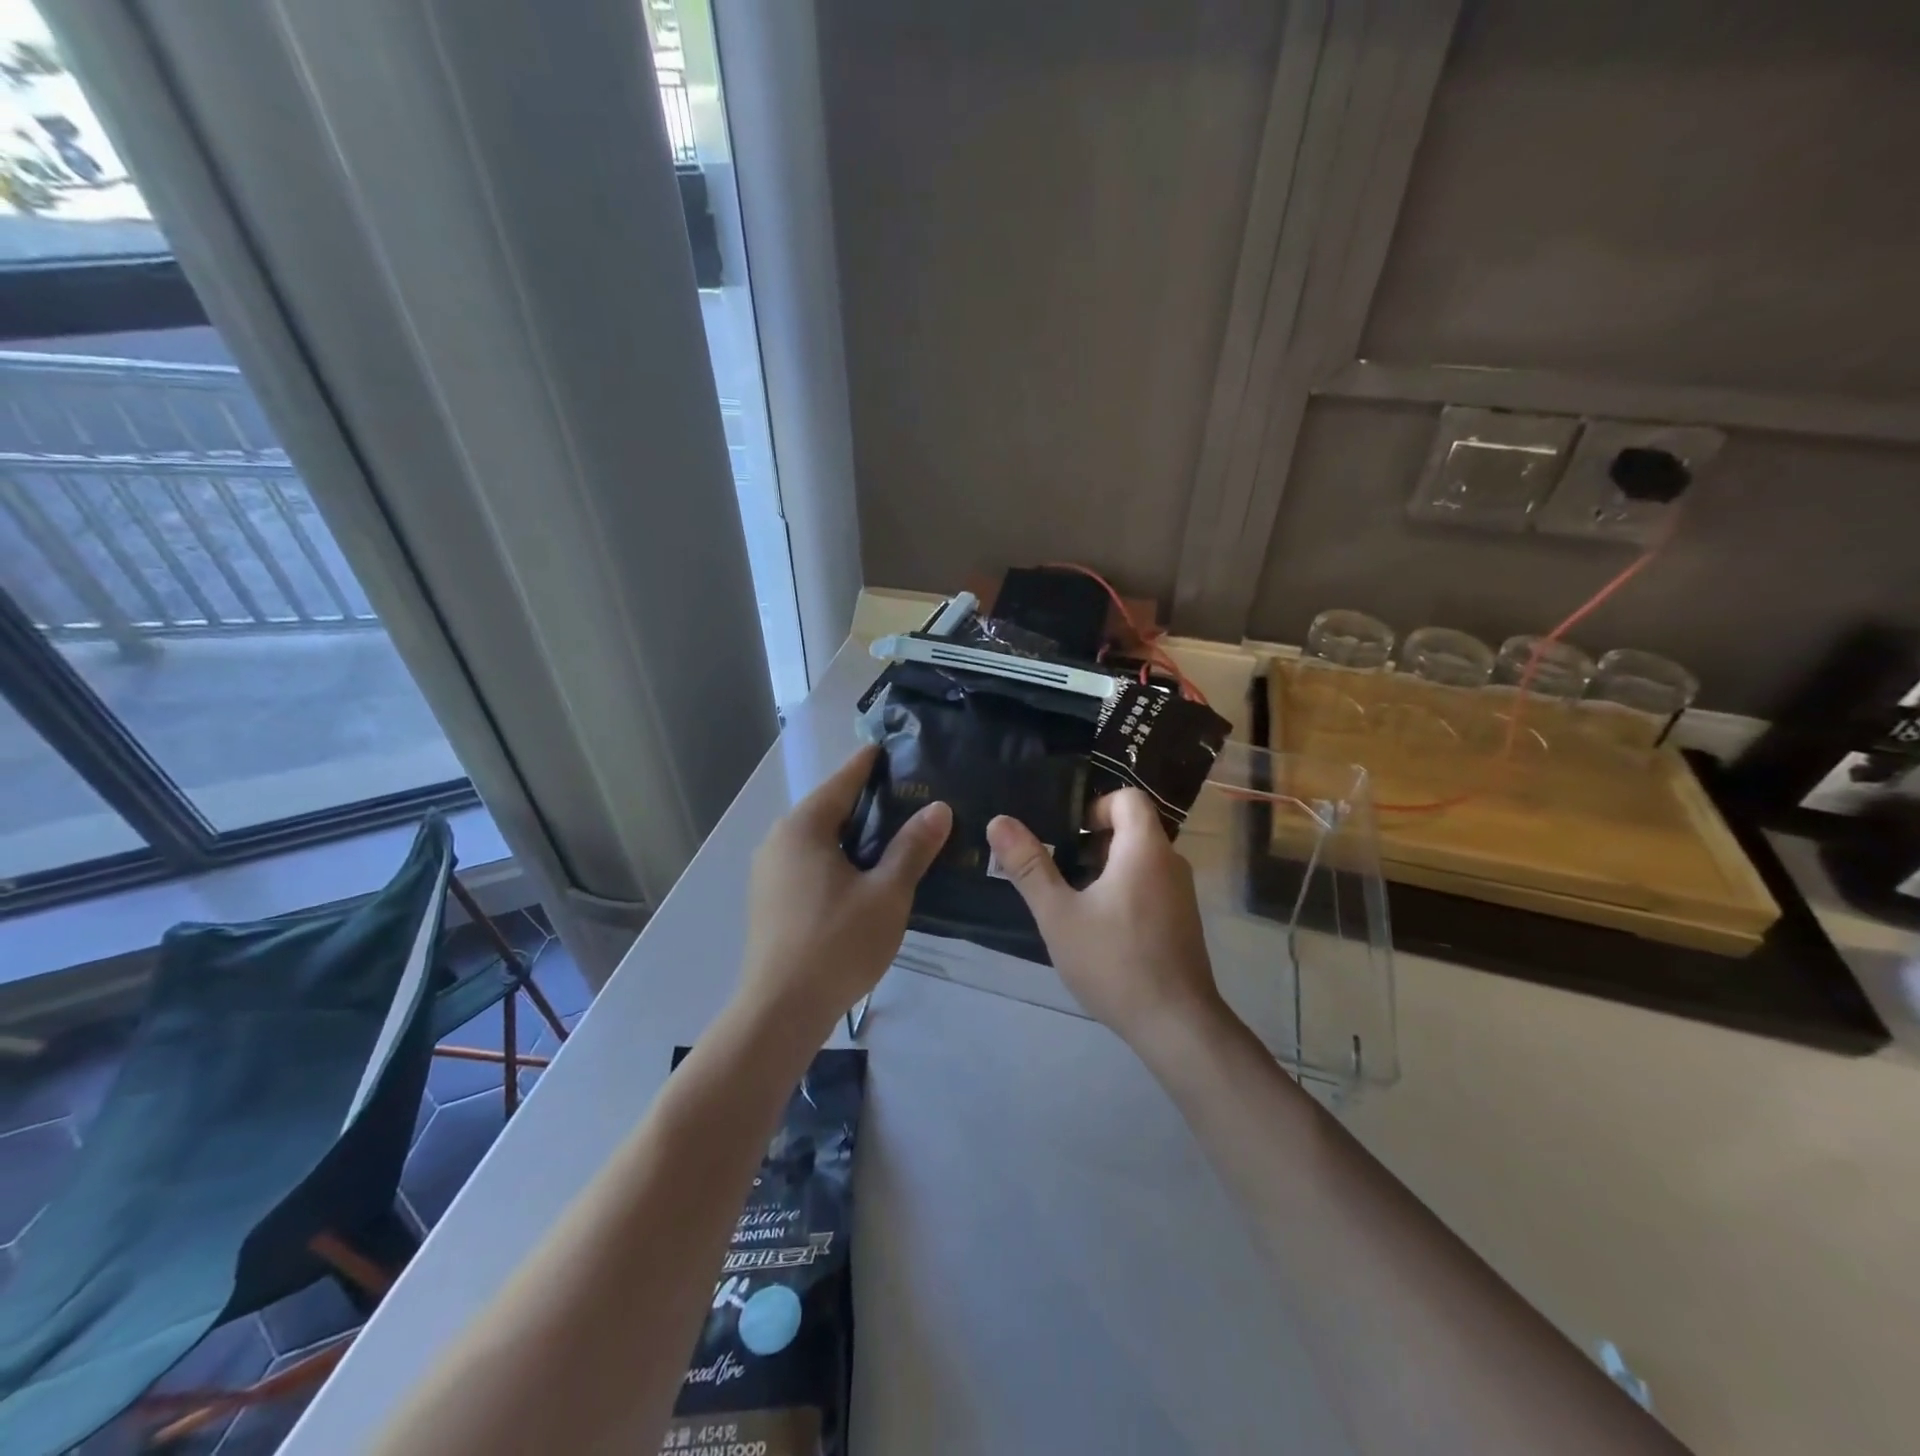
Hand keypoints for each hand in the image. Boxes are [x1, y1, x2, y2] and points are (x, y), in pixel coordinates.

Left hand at [740, 745, 951, 1037]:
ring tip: (897, 837)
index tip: (896, 750)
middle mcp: (779, 840)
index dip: (871, 763)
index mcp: (804, 828)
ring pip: (820, 838)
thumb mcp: (887, 893)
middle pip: (830, 807)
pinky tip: (866, 875)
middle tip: (913, 799)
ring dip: (854, 834)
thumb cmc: (837, 944)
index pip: (843, 780)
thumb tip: (938, 808)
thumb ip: (912, 847)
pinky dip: (839, 858)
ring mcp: (770, 871)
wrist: (781, 1011)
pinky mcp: (770, 899)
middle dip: (869, 802)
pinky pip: (810, 862)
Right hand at [986, 789, 1226, 1054]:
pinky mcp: (1183, 920)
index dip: (1095, 808)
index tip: (1067, 837)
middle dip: (1093, 842)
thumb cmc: (1114, 961)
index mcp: (1145, 849)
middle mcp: (1171, 862)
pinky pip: (1151, 885)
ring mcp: (1182, 893)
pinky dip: (1124, 890)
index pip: (1128, 798)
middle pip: (1133, 828)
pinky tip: (1099, 928)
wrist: (1175, 1024)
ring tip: (1073, 900)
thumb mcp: (1059, 914)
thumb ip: (1029, 866)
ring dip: (1106, 869)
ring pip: (1140, 860)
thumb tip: (999, 821)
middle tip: (1059, 869)